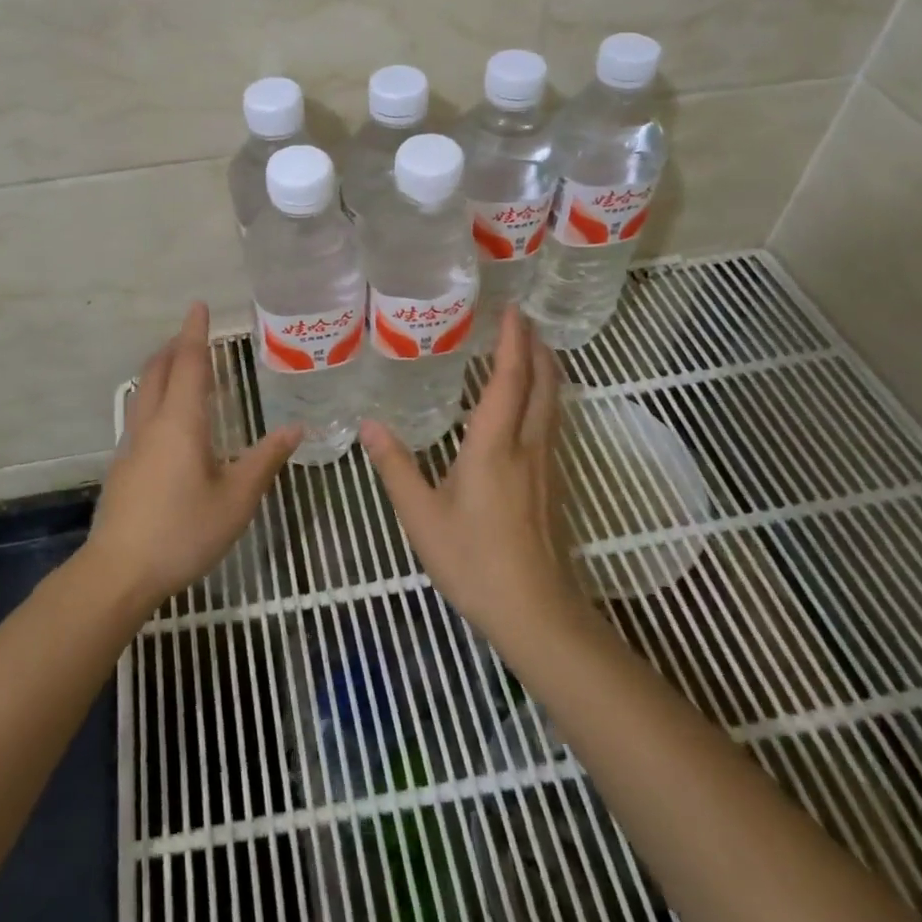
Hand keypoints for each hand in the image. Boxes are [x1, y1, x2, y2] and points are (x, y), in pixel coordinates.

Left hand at [84, 303, 301, 612]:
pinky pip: (141, 412)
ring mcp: (132, 444)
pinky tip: (169, 419)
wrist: (119, 572)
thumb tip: (295, 428)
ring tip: (182, 367)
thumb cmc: (183, 531)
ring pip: (144, 390)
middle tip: (194, 334)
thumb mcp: (237, 499)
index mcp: (181, 422)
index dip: (195, 332)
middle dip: (175, 346)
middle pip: (159, 370)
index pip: (189, 363)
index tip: (199, 305)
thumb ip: (265, 461)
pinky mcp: (123, 465)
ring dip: (162, 369)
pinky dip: (156, 395)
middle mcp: (152, 423)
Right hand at [361, 306, 584, 642]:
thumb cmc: (473, 560)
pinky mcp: (551, 485)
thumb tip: (369, 424)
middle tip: (522, 320)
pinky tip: (527, 408)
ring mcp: (546, 466)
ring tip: (530, 351)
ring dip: (545, 371)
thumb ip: (395, 466)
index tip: (512, 309)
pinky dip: (543, 398)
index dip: (513, 341)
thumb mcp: (421, 515)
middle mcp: (527, 446)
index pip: (510, 379)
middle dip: (536, 348)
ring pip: (552, 404)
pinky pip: (551, 424)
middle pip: (543, 384)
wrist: (534, 612)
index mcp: (495, 445)